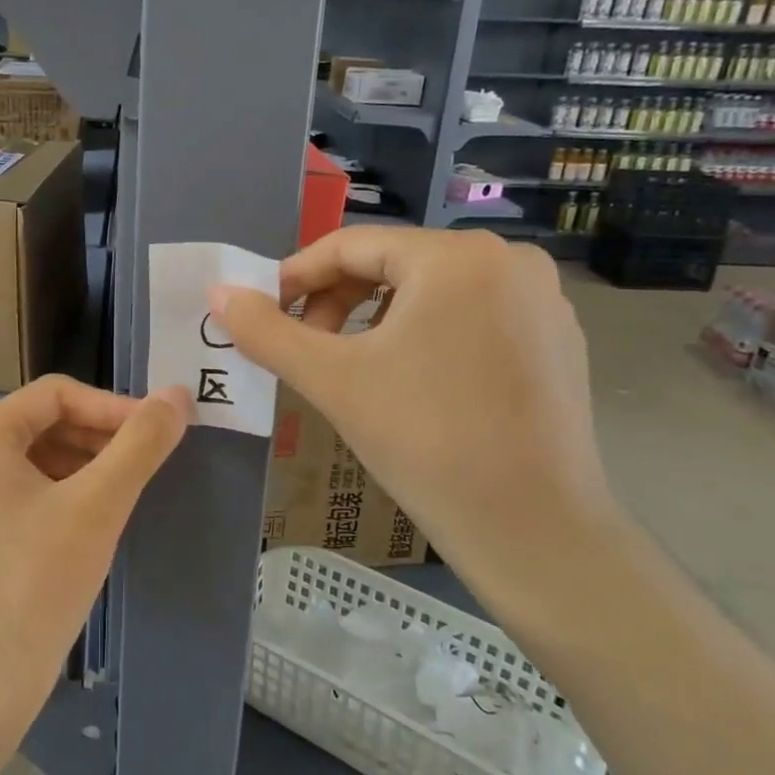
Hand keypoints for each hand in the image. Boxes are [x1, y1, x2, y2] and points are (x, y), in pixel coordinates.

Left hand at [0, 376, 189, 732]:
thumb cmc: (36, 584)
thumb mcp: (98, 506)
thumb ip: (141, 443)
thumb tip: (178, 395)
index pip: (56, 394)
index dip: (113, 406)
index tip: (159, 431)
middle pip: (40, 424)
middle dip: (97, 437)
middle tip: (147, 462)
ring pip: (28, 460)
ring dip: (80, 466)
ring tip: (124, 491)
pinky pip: (13, 493)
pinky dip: (55, 494)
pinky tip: (88, 522)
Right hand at [212, 227, 623, 626]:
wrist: (533, 529)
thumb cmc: (425, 440)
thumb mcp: (332, 379)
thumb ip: (267, 330)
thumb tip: (217, 293)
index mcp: (456, 256)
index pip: (352, 245)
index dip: (296, 275)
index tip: (262, 310)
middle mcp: (508, 260)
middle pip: (394, 263)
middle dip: (337, 299)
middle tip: (306, 345)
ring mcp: (541, 299)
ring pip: (432, 290)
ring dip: (377, 317)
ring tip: (350, 365)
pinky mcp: (557, 339)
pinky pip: (470, 315)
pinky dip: (426, 333)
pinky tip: (411, 380)